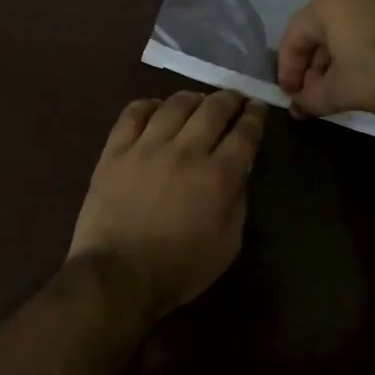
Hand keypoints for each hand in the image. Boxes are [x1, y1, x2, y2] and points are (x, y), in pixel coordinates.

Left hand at [68, 91, 267, 322]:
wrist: (118, 276)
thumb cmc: (179, 269)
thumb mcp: (228, 244)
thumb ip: (238, 201)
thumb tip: (240, 170)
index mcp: (219, 176)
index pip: (245, 133)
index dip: (256, 116)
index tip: (258, 108)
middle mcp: (186, 151)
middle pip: (214, 109)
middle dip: (230, 99)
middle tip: (235, 98)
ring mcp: (147, 146)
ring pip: (175, 104)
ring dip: (193, 97)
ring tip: (198, 100)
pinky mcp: (116, 150)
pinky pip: (133, 113)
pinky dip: (149, 105)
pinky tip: (156, 108)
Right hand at [276, 0, 374, 121]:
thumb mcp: (340, 91)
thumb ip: (310, 99)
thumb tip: (296, 108)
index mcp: (327, 3)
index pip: (294, 37)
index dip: (287, 70)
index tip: (290, 96)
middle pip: (318, 31)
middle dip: (311, 66)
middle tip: (311, 96)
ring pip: (343, 29)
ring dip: (333, 60)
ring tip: (334, 90)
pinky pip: (366, 27)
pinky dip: (356, 50)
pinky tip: (359, 76)